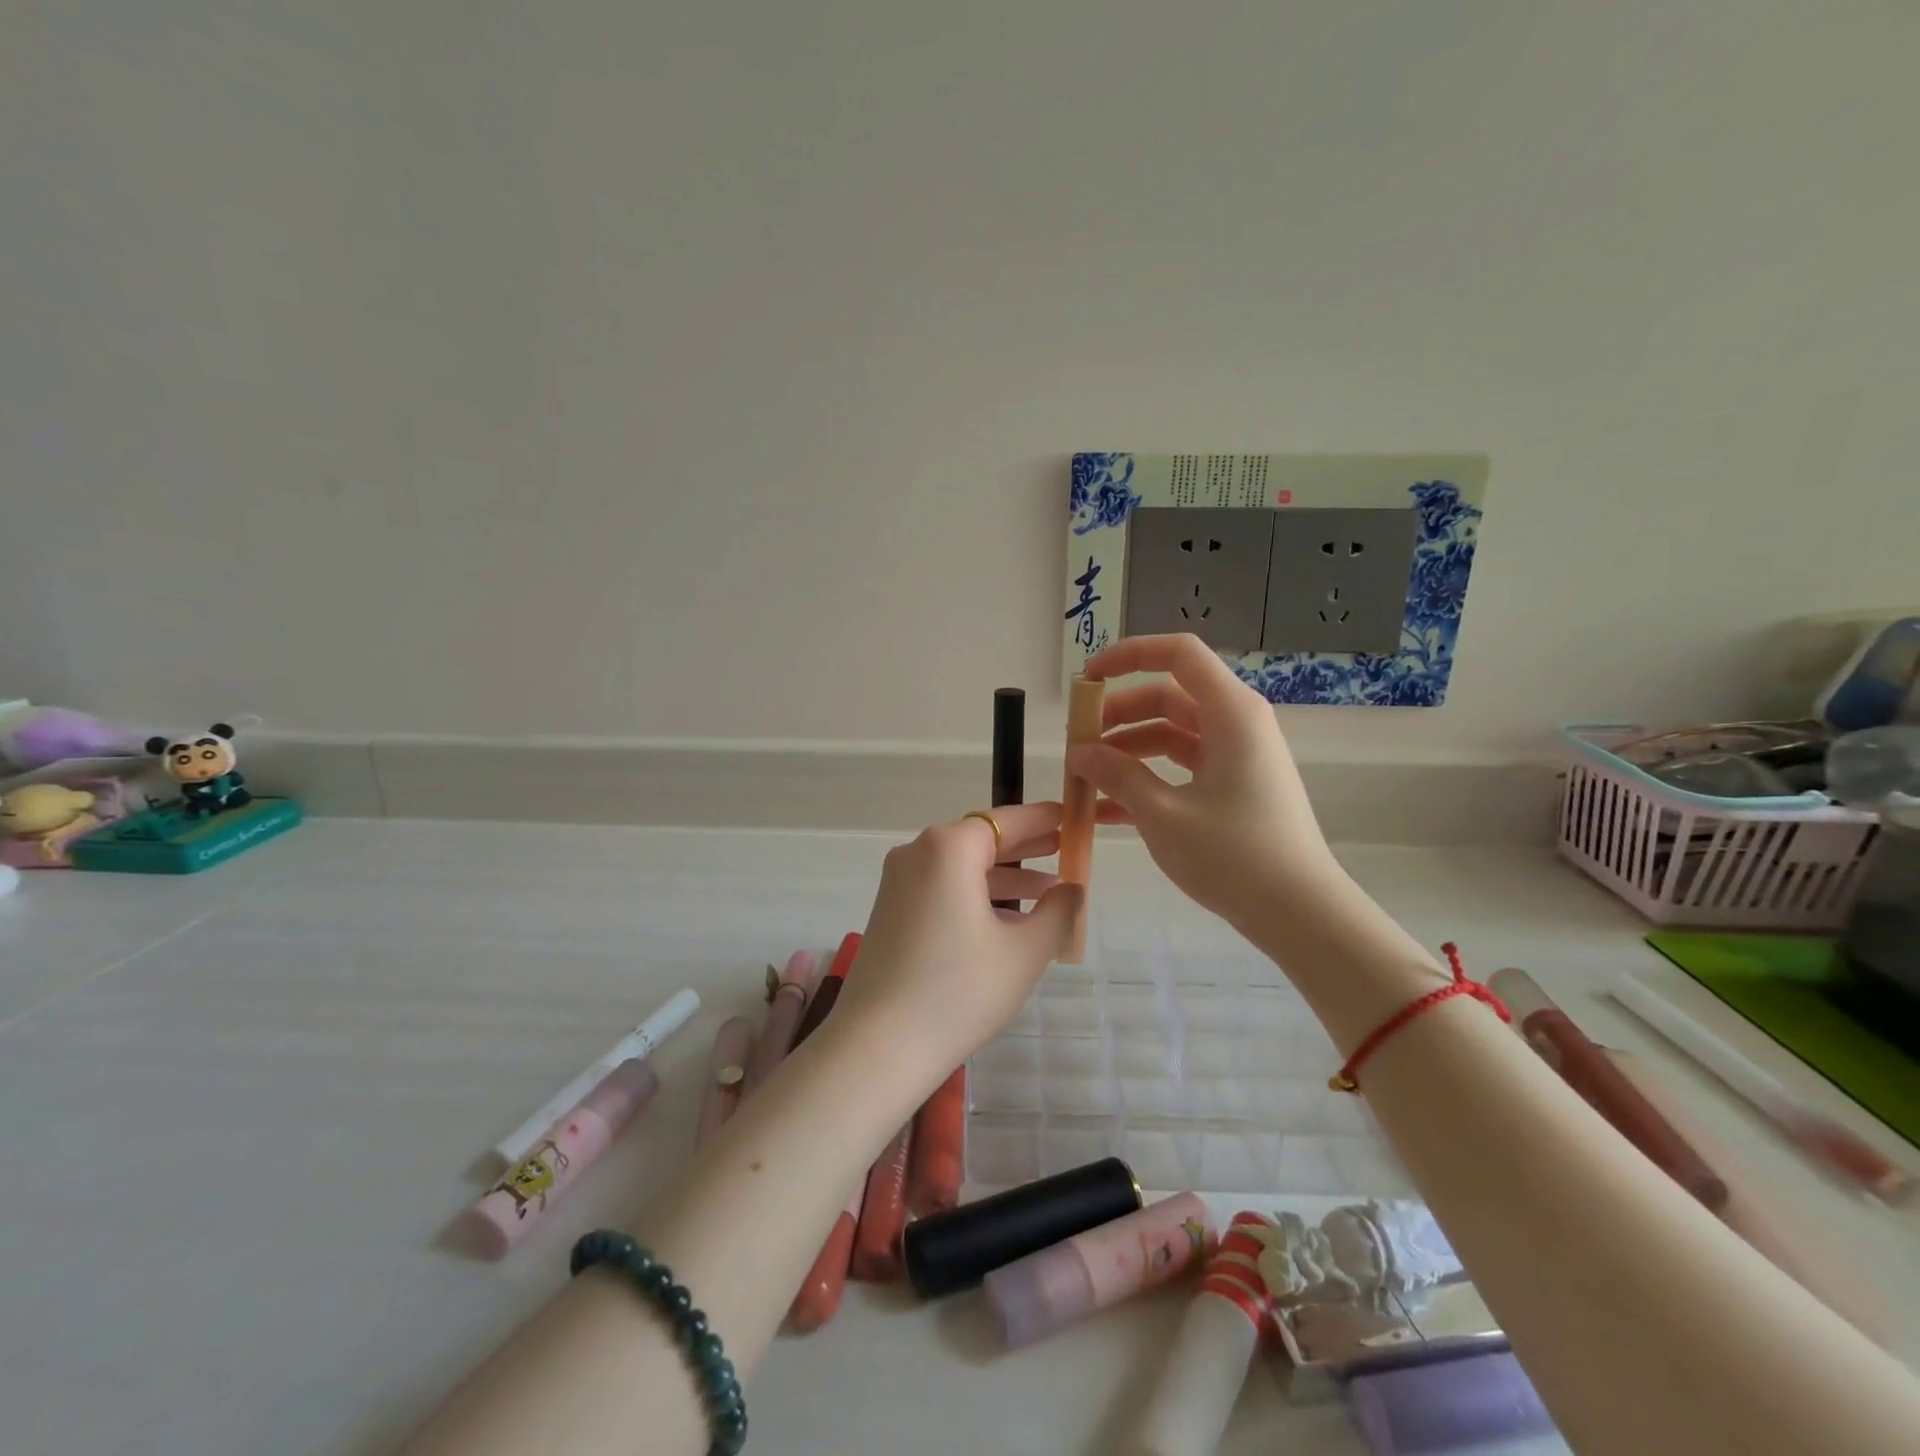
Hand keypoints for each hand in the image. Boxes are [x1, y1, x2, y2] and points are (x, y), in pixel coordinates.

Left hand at [832, 802, 1081, 1083]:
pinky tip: (1008, 921)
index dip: (1044, 819)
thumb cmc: (959, 990)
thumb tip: (1072, 889)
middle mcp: (917, 852)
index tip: (1074, 818)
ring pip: (962, 867)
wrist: (878, 1047)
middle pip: (981, 839)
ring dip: (1004, 877)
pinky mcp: (890, 910)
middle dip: (1026, 847)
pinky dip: (977, 896)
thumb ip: (1057, 912)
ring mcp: (898, 882)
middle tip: (1067, 850)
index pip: (1006, 820)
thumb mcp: (1023, 952)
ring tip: (1050, 892)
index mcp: (948, 848)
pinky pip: (943, 888)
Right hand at [1071, 634, 1346, 933]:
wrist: (1299, 913)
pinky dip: (1147, 779)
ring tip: (1084, 780)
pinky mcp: (1234, 787)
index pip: (1178, 654)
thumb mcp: (1163, 814)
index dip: (1130, 654)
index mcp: (1230, 712)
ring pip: (1170, 735)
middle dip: (1118, 716)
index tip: (1088, 679)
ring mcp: (1236, 757)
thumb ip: (1117, 775)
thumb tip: (1080, 752)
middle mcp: (1236, 724)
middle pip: (1168, 697)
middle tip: (1077, 743)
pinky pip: (1182, 768)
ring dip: (1126, 752)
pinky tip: (1106, 811)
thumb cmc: (1233, 855)